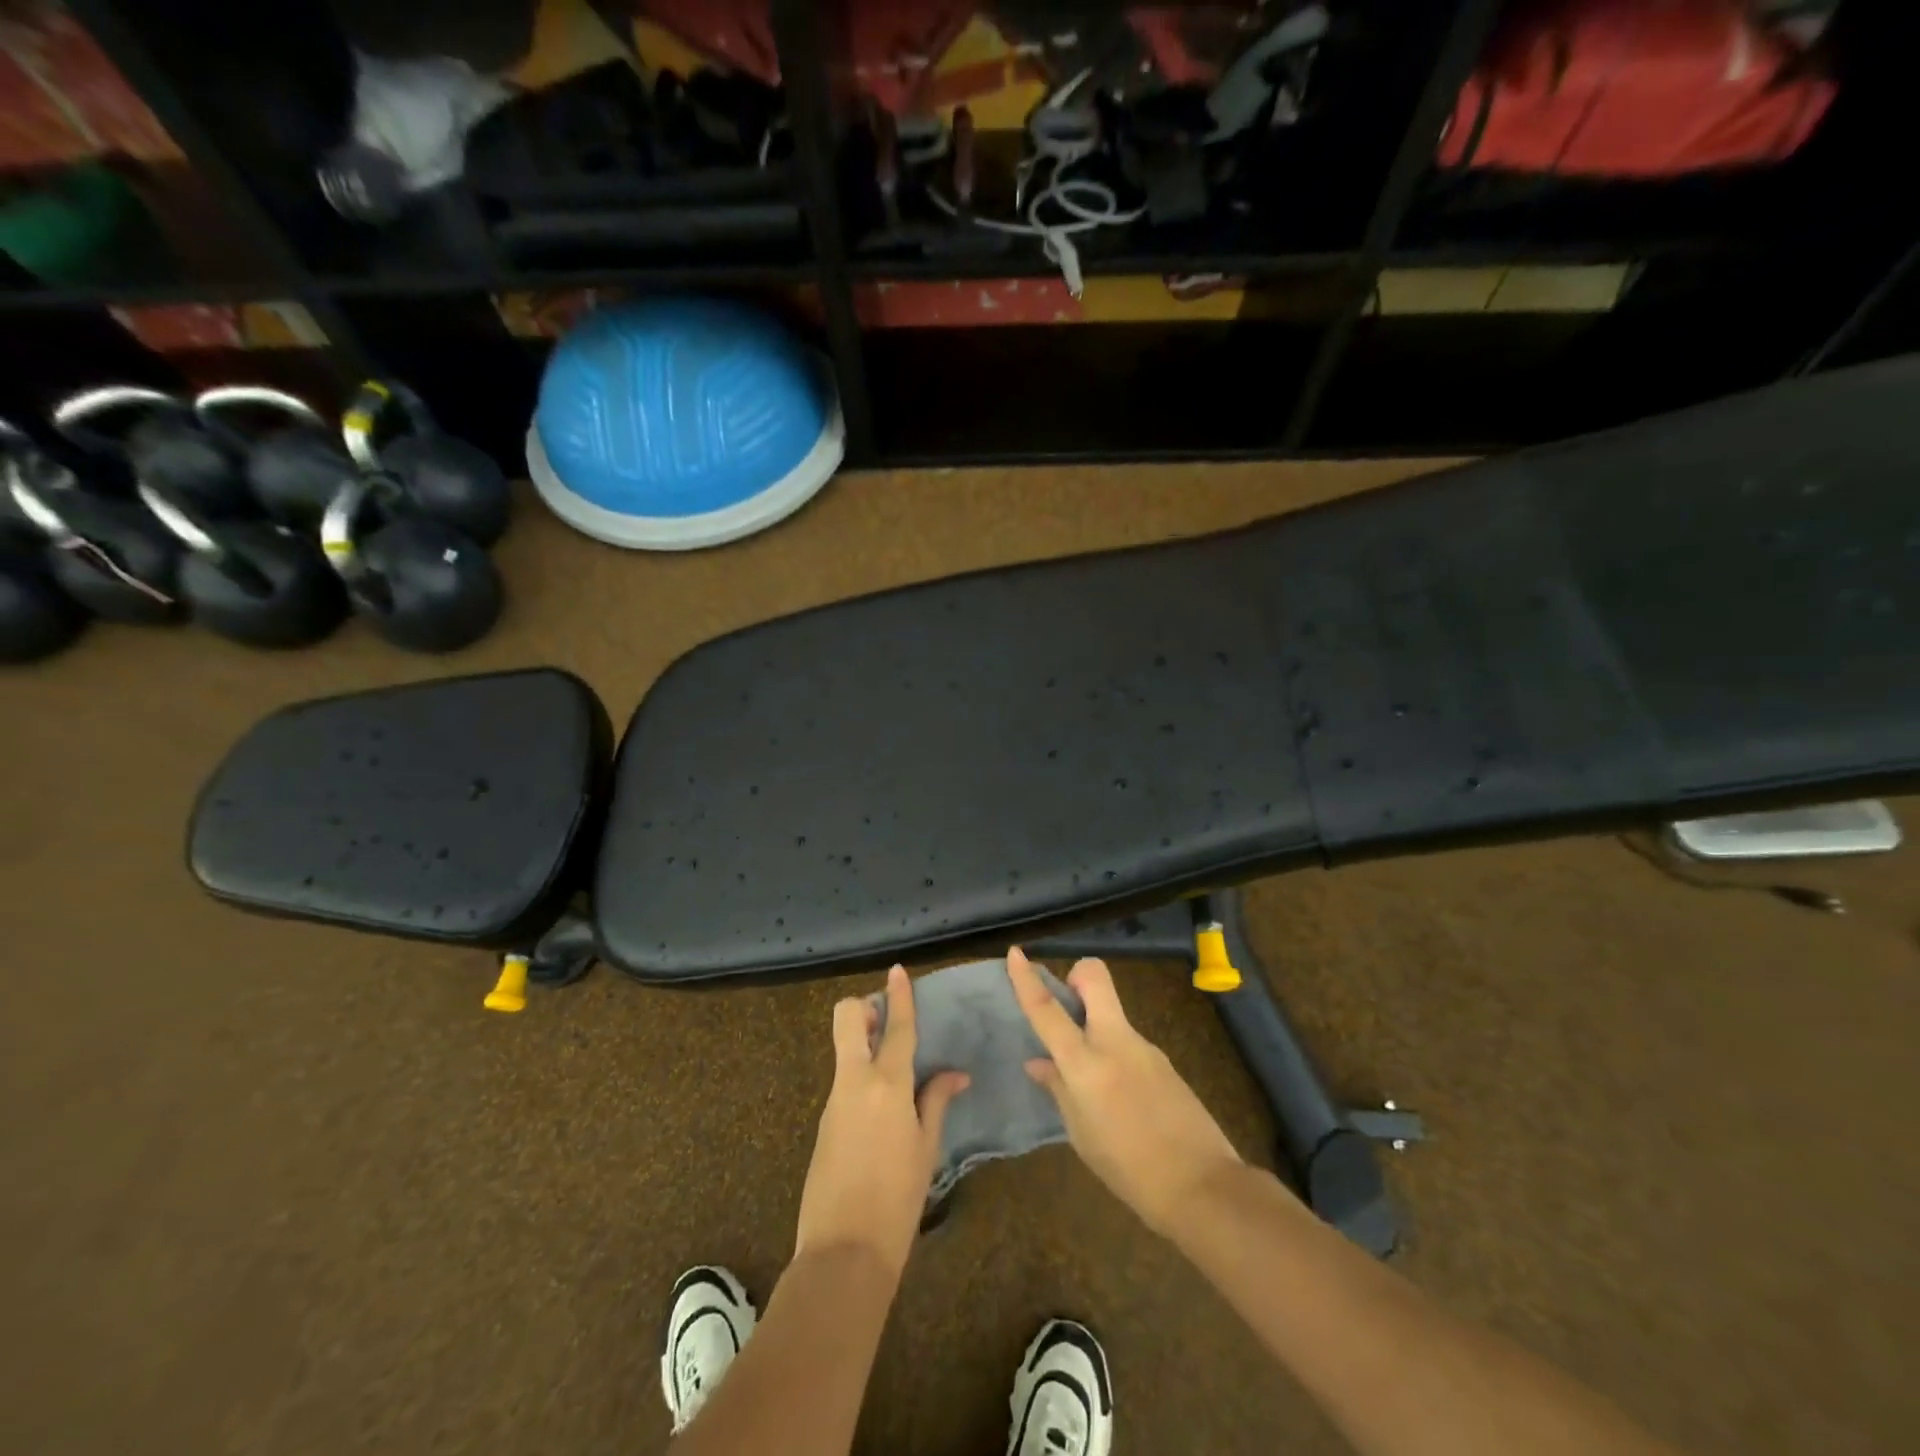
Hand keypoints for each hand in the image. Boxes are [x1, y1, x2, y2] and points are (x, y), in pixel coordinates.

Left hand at [795, 965, 968, 1279]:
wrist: (844, 1252)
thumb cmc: (898, 1199)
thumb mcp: (926, 1148)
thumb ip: (936, 1101)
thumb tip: (954, 1074)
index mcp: (887, 1085)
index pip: (896, 1027)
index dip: (898, 995)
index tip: (897, 970)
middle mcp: (855, 1081)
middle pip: (848, 1019)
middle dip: (864, 1007)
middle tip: (886, 1019)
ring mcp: (834, 1099)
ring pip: (844, 1049)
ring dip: (864, 1043)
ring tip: (894, 1068)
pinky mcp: (823, 1121)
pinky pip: (843, 1081)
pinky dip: (860, 1077)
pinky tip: (881, 1108)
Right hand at [1008, 946, 1242, 1236]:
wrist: (1203, 1186)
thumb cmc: (1130, 1170)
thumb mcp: (1082, 1135)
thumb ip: (1059, 1090)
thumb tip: (1038, 1062)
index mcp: (1086, 1064)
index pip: (1048, 1011)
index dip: (1027, 980)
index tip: (1016, 953)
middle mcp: (1115, 1042)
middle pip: (1095, 977)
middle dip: (1077, 976)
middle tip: (1067, 1005)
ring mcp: (1144, 1046)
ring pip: (1111, 1012)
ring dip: (1095, 1023)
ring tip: (1093, 1079)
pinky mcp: (1163, 1059)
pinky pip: (1128, 1041)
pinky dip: (1114, 1053)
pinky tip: (1120, 1096)